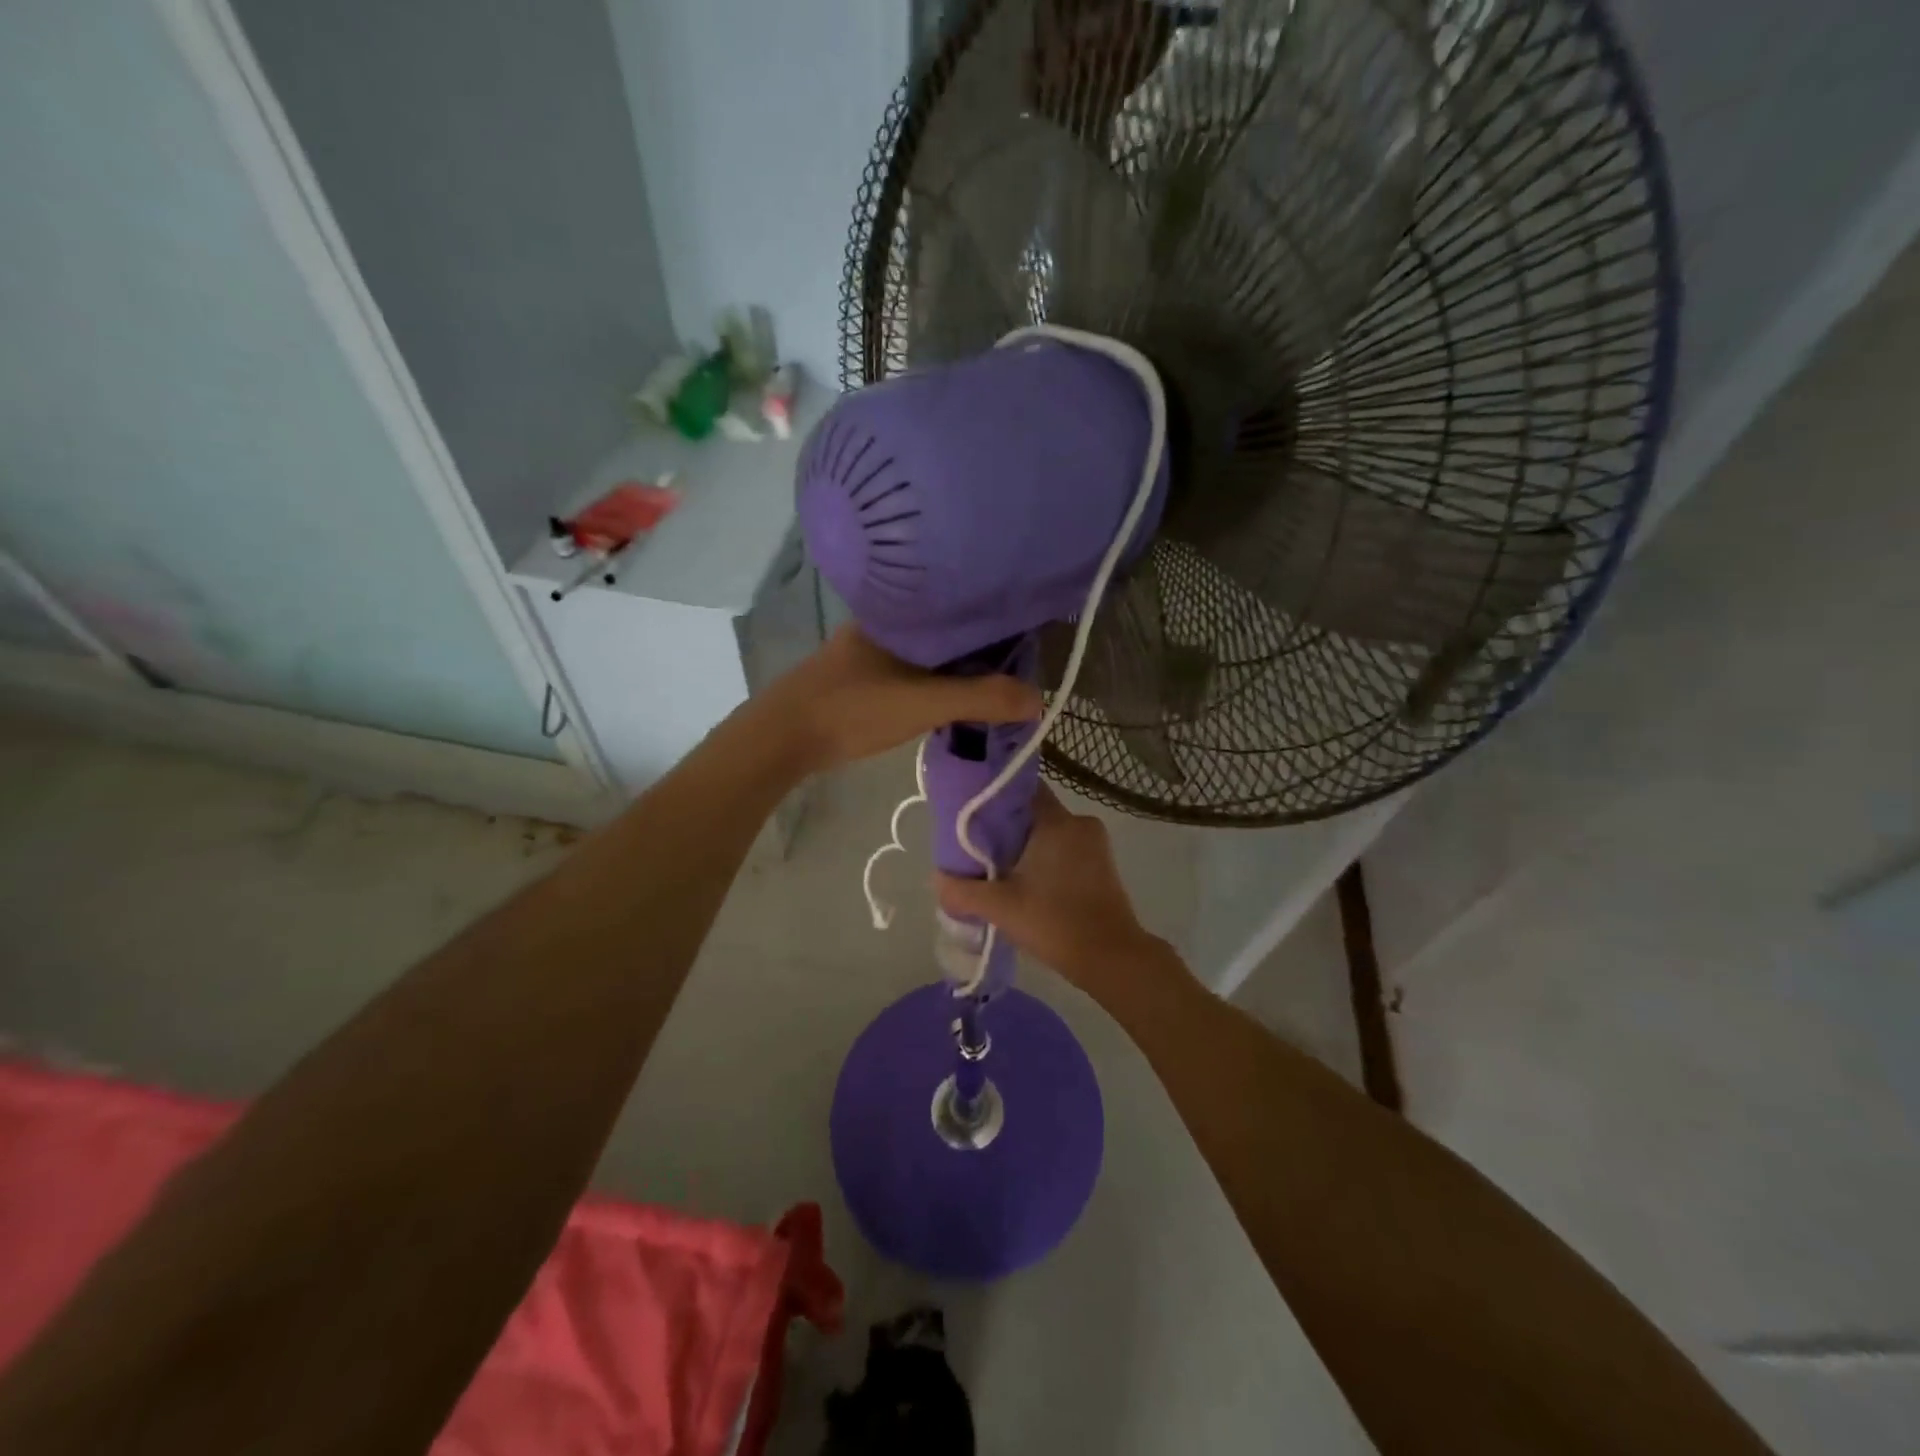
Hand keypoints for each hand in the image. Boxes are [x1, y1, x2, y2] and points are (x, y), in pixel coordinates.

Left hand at [764, 625, 1041, 772]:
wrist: (782, 737)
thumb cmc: (854, 708)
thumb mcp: (925, 703)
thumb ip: (981, 699)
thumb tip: (1038, 699)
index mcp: (900, 615)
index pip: (959, 608)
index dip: (994, 624)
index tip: (1024, 644)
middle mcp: (883, 624)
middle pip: (944, 631)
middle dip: (977, 650)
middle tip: (1012, 672)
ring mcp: (866, 651)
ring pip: (925, 653)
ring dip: (952, 668)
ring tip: (987, 687)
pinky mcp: (857, 676)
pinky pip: (908, 670)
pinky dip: (930, 682)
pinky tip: (943, 699)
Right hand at [935, 786, 1163, 987]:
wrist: (1111, 959)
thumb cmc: (1056, 923)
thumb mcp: (1001, 907)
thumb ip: (963, 890)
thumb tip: (936, 880)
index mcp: (1058, 821)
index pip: (1021, 789)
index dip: (994, 797)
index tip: (970, 813)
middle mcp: (1080, 823)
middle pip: (1033, 812)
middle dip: (1005, 827)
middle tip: (976, 846)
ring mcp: (1095, 844)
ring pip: (1049, 832)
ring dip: (1025, 846)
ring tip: (996, 867)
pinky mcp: (1102, 865)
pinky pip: (1065, 849)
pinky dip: (1044, 858)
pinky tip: (1025, 881)